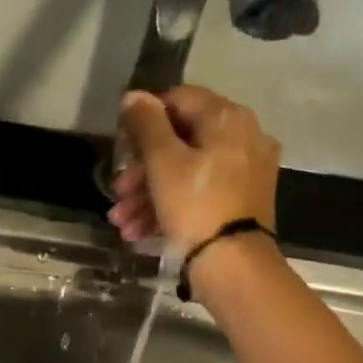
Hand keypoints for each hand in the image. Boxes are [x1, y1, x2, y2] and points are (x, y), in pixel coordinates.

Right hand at [107, 86, 279, 254]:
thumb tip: (133, 96)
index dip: (144, 119)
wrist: (233, 266)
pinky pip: (199, 195)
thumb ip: (146, 124)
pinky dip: (169, 208)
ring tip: (122, 222)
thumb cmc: (195, 206)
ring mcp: (245, 173)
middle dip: (141, 170)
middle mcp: (244, 139)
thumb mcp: (162, 162)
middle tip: (117, 193)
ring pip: (186, 173)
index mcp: (228, 119)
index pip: (179, 100)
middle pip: (180, 142)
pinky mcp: (241, 204)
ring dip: (147, 195)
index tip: (121, 146)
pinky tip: (140, 232)